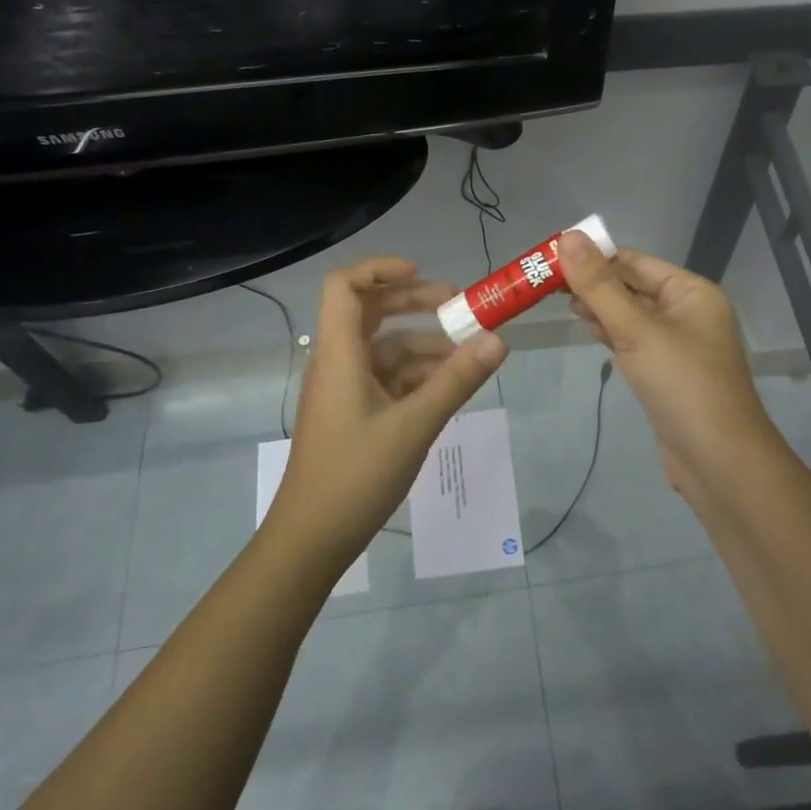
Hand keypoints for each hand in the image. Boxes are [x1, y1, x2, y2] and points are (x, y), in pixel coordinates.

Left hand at [266, 257, 506, 565]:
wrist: (311, 540)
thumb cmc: (355, 476)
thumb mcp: (414, 426)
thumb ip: (457, 381)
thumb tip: (499, 341)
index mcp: (340, 354)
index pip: (345, 286)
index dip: (380, 269)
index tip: (423, 273)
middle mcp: (339, 362)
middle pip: (370, 312)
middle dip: (415, 303)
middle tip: (460, 308)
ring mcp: (345, 389)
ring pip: (385, 349)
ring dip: (424, 345)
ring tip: (470, 355)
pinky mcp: (353, 413)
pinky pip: (387, 379)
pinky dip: (417, 376)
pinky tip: (450, 388)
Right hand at [558, 233, 779, 498]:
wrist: (718, 461)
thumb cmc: (682, 384)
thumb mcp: (636, 329)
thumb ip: (599, 285)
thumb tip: (567, 236)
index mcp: (691, 292)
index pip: (635, 261)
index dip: (594, 257)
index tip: (551, 259)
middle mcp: (689, 312)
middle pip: (633, 286)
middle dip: (594, 284)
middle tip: (547, 286)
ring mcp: (679, 345)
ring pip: (631, 315)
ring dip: (600, 308)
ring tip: (562, 306)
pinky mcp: (667, 373)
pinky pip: (635, 341)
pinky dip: (611, 334)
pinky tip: (589, 331)